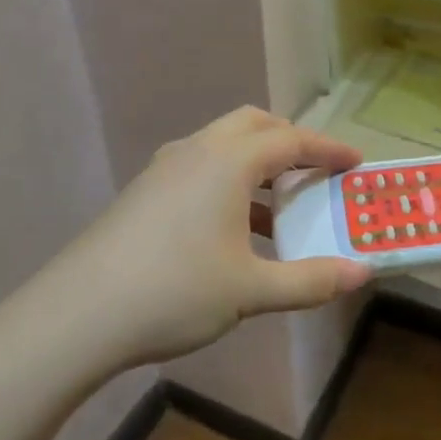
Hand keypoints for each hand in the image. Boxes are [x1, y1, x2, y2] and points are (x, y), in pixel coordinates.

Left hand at [43, 108, 370, 364]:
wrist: (78, 315)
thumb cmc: (175, 291)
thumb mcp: (251, 290)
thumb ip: (311, 280)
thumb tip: (362, 273)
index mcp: (228, 161)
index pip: (291, 140)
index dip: (328, 149)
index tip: (356, 161)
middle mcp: (197, 151)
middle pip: (253, 125)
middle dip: (290, 141)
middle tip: (315, 170)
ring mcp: (164, 169)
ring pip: (223, 146)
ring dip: (257, 164)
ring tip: (279, 208)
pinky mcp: (144, 192)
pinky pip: (200, 168)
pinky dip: (229, 182)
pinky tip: (233, 230)